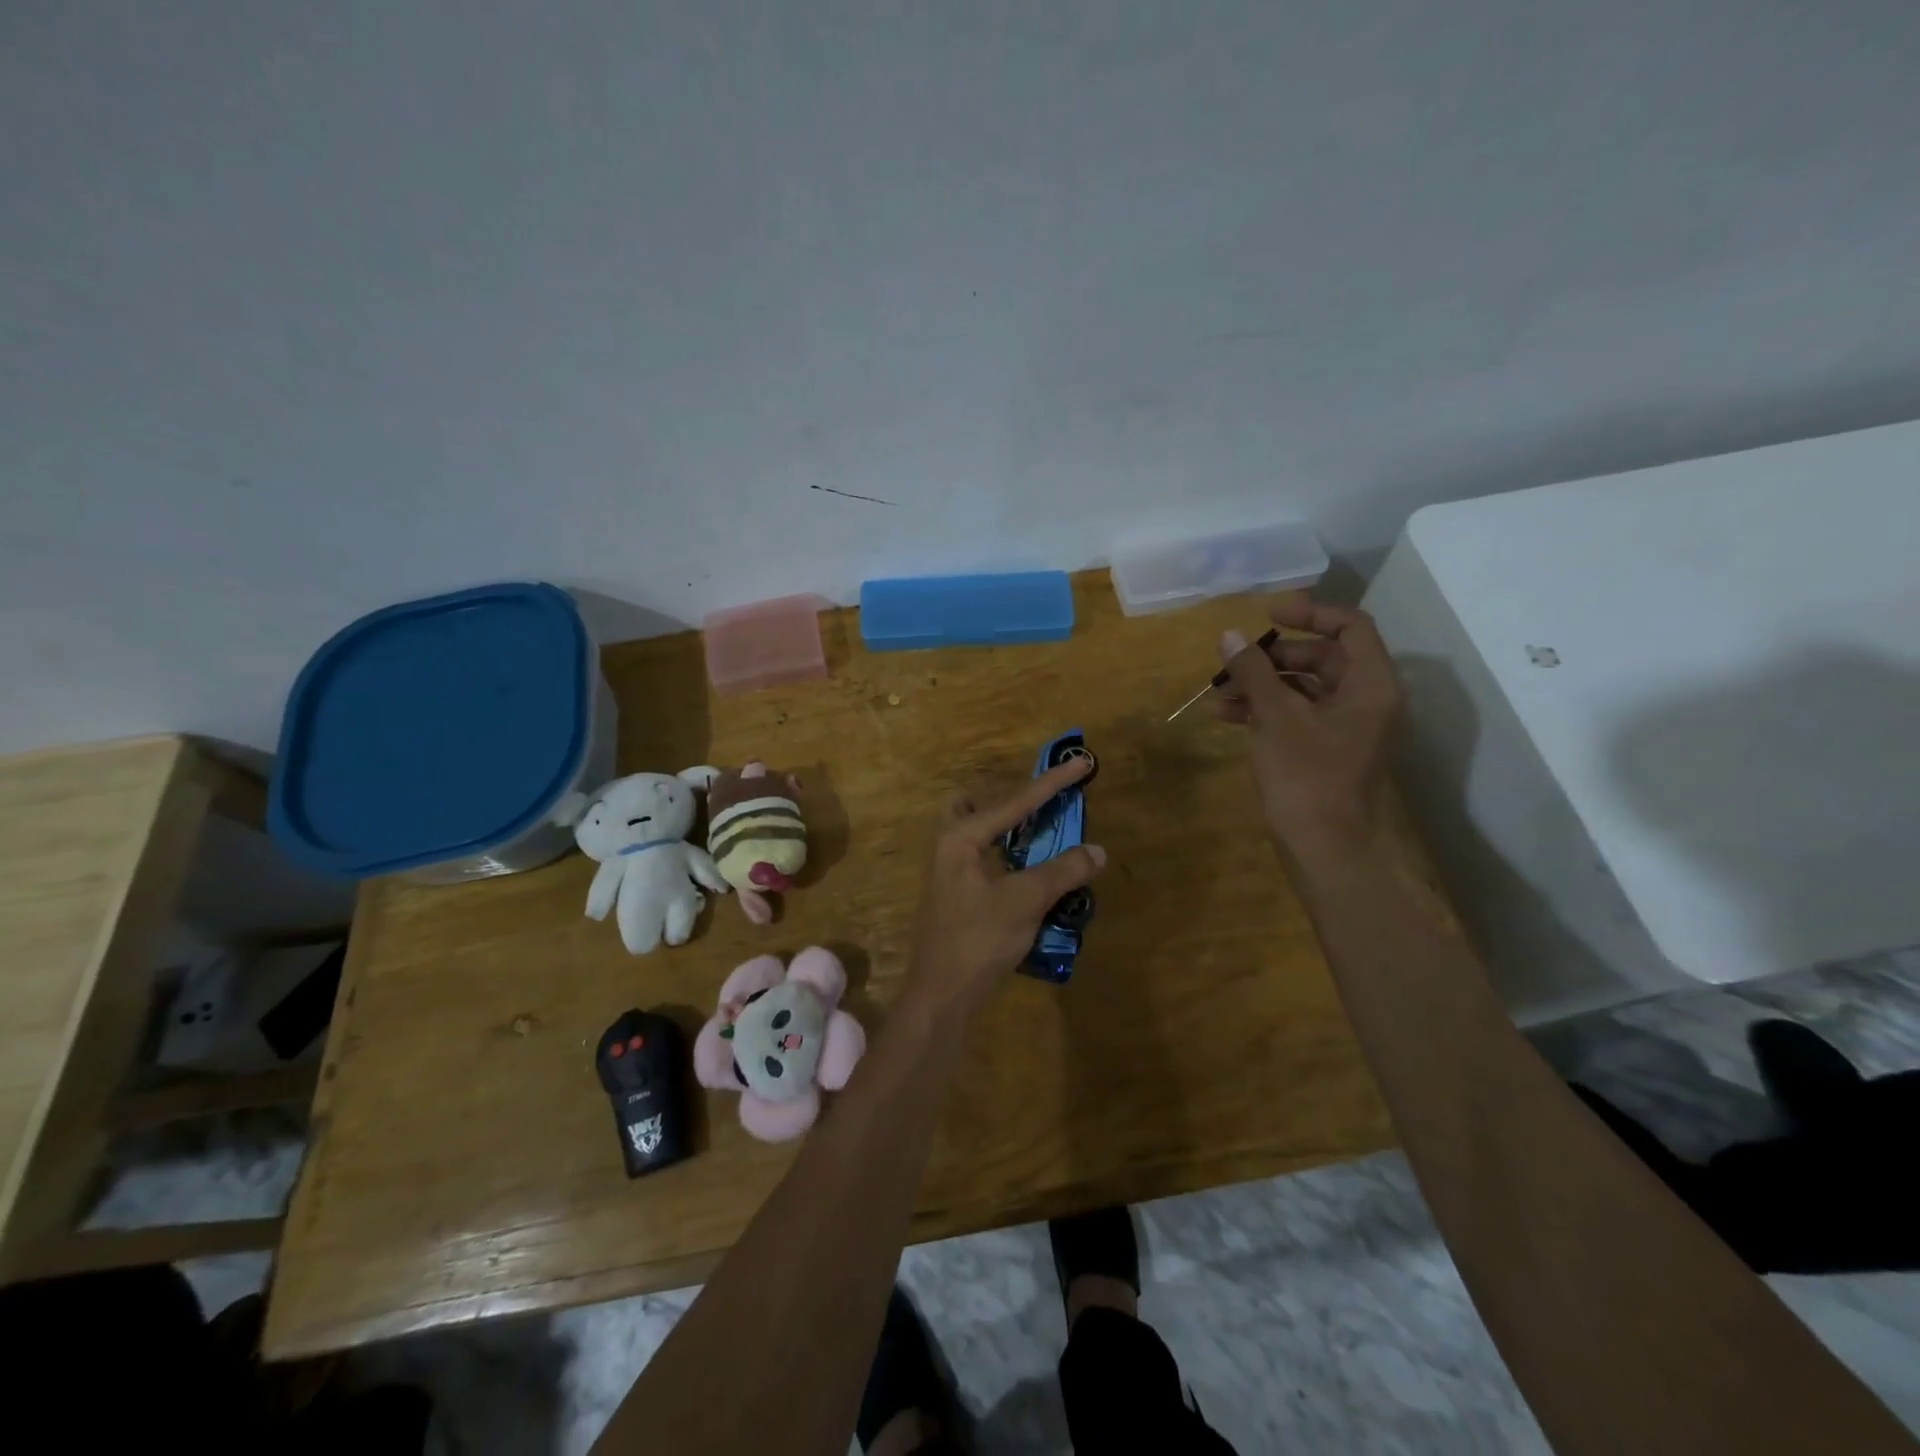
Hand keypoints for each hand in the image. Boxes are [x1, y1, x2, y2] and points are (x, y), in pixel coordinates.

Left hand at [907, 759, 1105, 1007]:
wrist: (941, 994)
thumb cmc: (978, 940)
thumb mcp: (1025, 901)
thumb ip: (1062, 872)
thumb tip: (1097, 851)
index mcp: (961, 838)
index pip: (1014, 801)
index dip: (1052, 783)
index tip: (1081, 763)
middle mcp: (949, 847)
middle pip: (971, 805)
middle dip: (1004, 798)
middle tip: (1035, 804)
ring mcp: (949, 874)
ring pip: (974, 833)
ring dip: (1004, 827)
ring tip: (1038, 832)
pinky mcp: (956, 897)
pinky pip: (981, 859)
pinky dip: (1005, 855)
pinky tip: (1027, 871)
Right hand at [1214, 593, 1402, 852]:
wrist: (1324, 848)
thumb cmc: (1306, 776)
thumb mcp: (1276, 716)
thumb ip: (1253, 672)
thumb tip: (1230, 636)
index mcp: (1371, 685)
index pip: (1350, 627)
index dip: (1310, 613)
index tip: (1268, 614)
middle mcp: (1366, 700)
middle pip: (1322, 658)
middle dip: (1272, 657)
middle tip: (1235, 662)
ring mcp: (1347, 728)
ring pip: (1303, 689)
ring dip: (1261, 686)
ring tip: (1218, 694)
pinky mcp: (1327, 750)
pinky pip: (1297, 716)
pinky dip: (1266, 711)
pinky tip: (1227, 716)